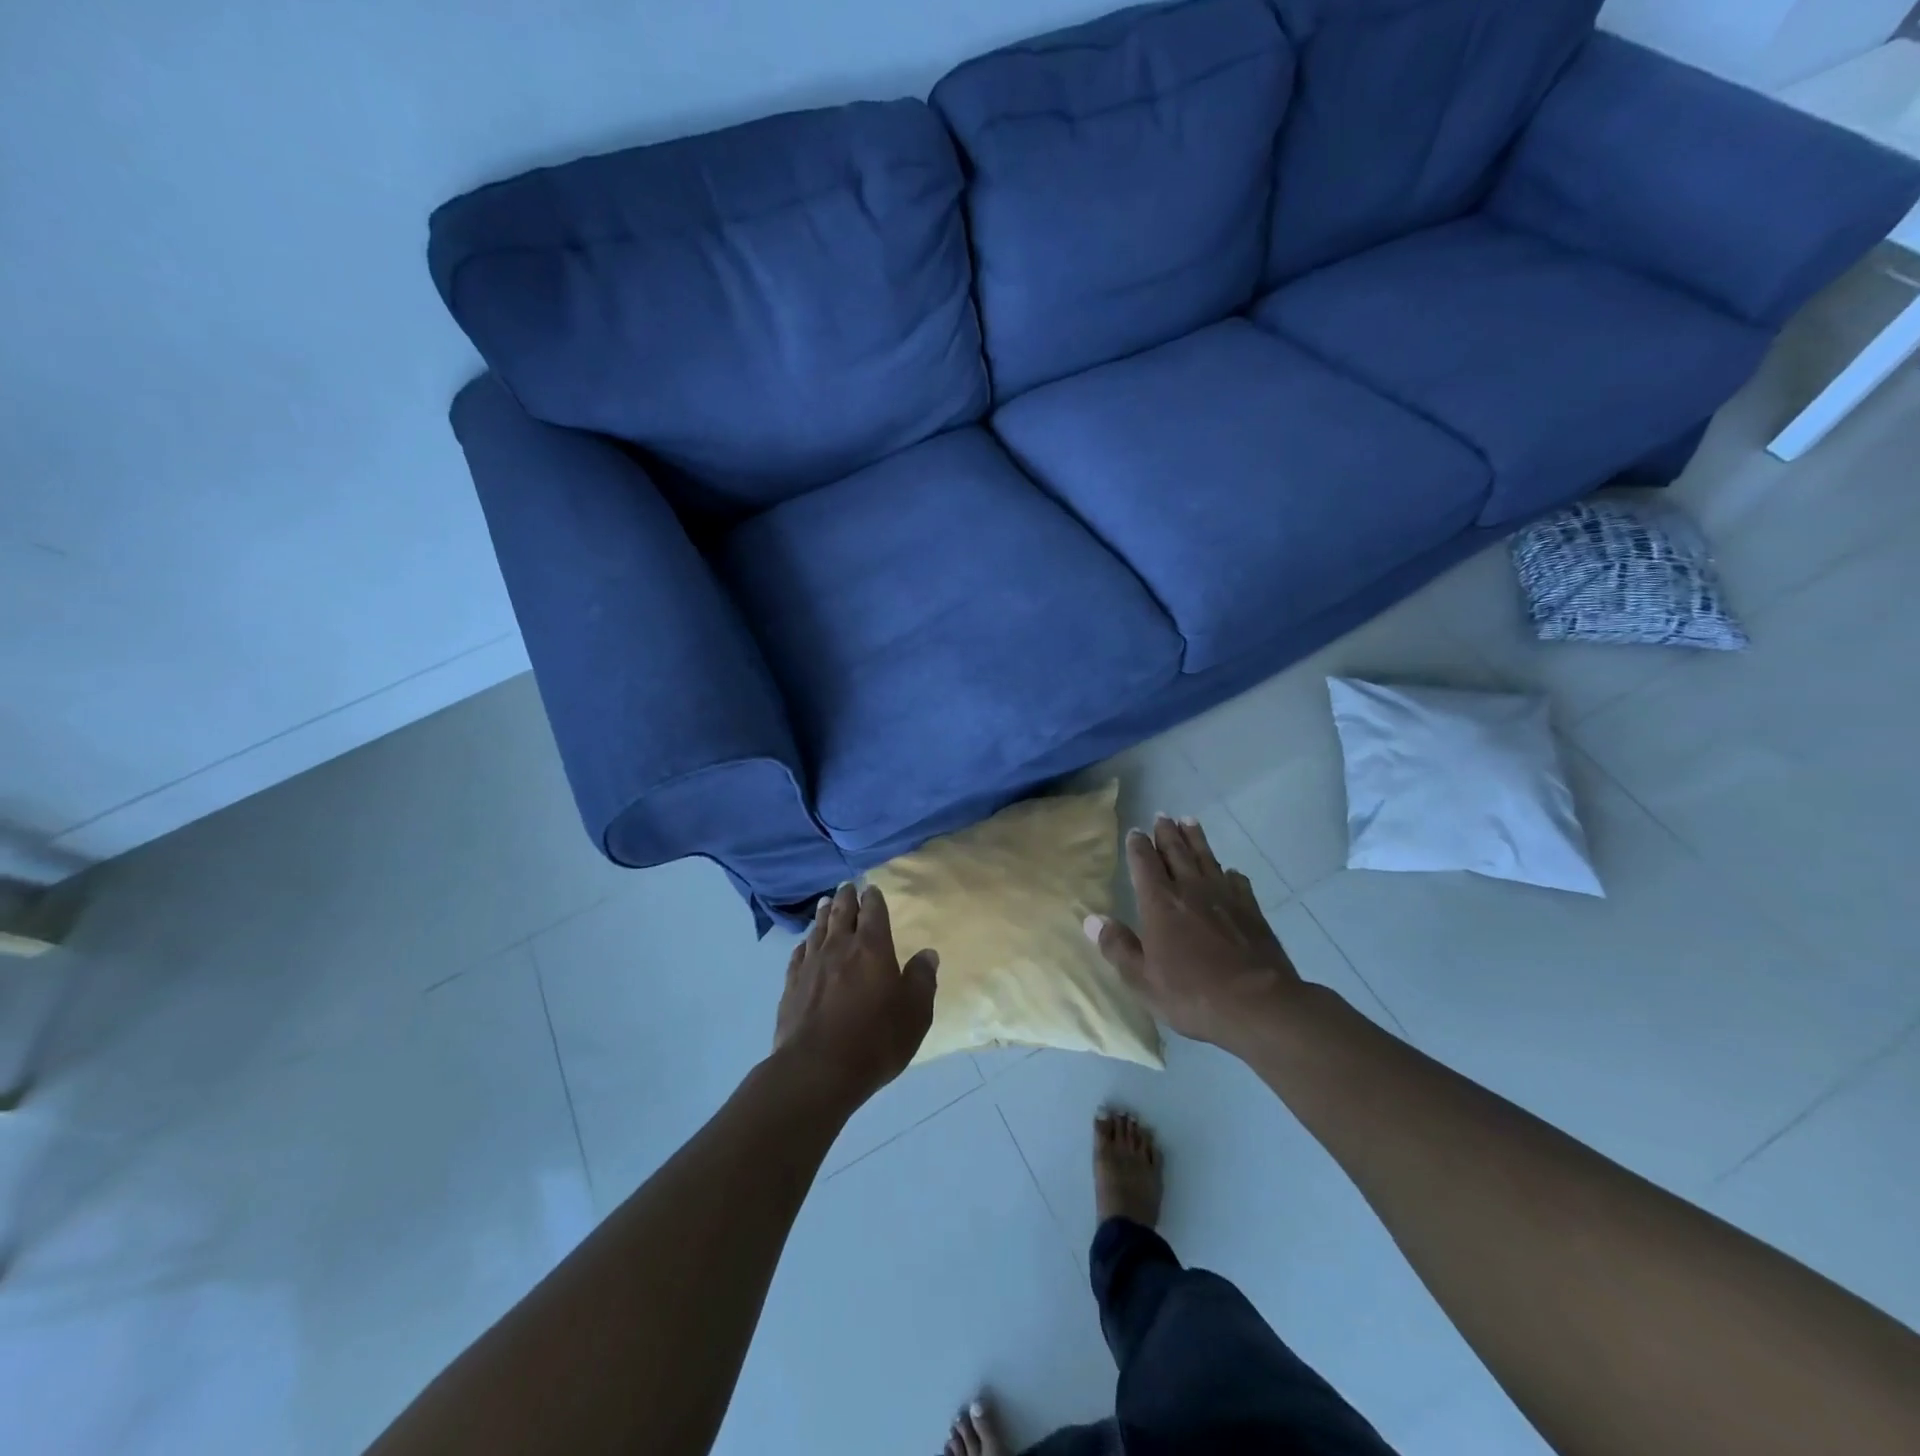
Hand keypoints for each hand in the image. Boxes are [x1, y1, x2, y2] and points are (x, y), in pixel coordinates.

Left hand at [774, 882, 938, 1106]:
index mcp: (872, 948)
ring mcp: (811, 965)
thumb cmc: (875, 1040)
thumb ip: (922, 979)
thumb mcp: (915, 1013)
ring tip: (826, 903)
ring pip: (818, 929)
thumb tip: (928, 953)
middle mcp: (839, 947)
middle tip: (847, 887)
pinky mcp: (791, 986)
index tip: (872, 889)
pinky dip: (804, 943)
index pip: (873, 911)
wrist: (817, 1070)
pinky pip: (799, 954)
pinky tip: (805, 944)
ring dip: (824, 914)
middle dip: (846, 897)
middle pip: (841, 913)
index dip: (874, 898)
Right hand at [1087, 816, 1302, 1050]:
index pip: (1144, 864)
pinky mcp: (1251, 910)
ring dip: (1196, 839)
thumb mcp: (1143, 980)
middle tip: (1162, 816)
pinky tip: (1230, 871)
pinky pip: (1238, 881)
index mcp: (1159, 903)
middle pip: (1176, 852)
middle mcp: (1191, 890)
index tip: (1135, 832)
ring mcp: (1225, 897)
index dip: (1138, 846)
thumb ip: (1117, 947)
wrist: (1258, 1004)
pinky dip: (1230, 873)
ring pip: (1206, 858)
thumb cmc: (1192, 994)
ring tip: (1189, 821)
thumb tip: (1092, 919)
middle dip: (1166, 833)